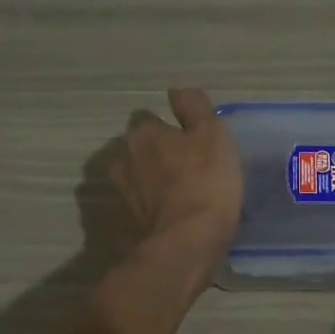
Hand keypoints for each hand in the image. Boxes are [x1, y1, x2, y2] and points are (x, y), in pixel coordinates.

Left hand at [110, 88, 242, 265]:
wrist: (186, 243)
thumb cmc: (205, 182)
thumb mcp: (212, 135)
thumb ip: (195, 108)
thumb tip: (178, 90)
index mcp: (143, 134)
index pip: (149, 119)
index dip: (169, 128)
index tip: (189, 141)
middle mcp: (124, 159)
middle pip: (139, 149)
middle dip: (155, 154)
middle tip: (185, 167)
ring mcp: (121, 194)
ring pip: (136, 178)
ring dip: (151, 183)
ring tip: (177, 194)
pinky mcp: (125, 224)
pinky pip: (139, 207)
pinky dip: (150, 209)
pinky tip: (170, 217)